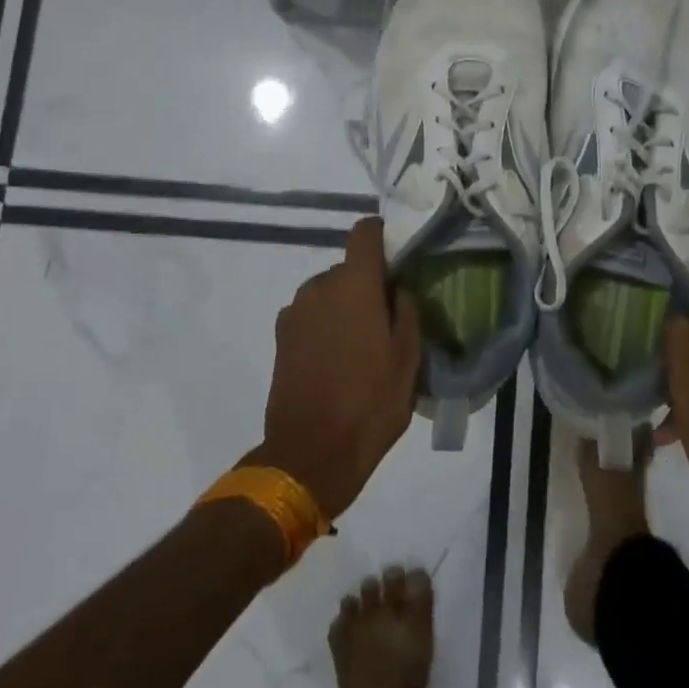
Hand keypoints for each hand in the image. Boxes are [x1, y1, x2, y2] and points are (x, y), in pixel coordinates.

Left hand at [251, 218, 420, 519]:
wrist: (310, 454)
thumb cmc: (370, 404)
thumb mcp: (408, 359)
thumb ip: (407, 311)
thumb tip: (398, 288)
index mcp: (355, 285)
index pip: (364, 232)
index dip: (382, 235)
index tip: (398, 255)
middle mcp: (320, 286)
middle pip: (348, 267)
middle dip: (368, 284)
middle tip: (387, 317)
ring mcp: (295, 311)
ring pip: (328, 292)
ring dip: (344, 305)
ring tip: (361, 344)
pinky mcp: (280, 337)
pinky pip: (310, 314)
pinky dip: (324, 324)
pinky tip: (336, 359)